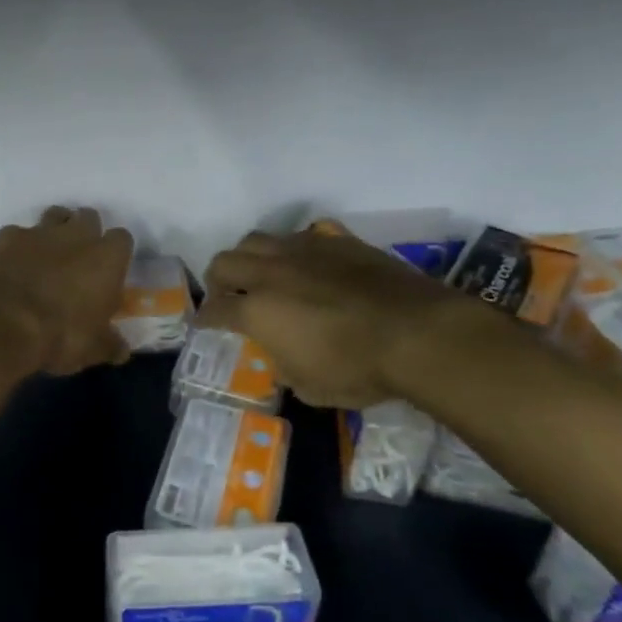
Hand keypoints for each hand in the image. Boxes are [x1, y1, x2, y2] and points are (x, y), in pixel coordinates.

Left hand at [0, 207, 133, 375]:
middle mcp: (77, 235)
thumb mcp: (92, 349)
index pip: (122, 238)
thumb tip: (122, 350)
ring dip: (55, 230)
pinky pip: (17, 233)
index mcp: (107, 258)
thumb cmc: (60, 336)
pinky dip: (17, 246)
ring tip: (47, 255)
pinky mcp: (7, 236)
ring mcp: (40, 232)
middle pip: (88, 217)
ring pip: (55, 216)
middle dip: (85, 233)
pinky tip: (12, 265)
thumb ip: (109, 343)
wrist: (3, 327)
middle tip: (78, 259)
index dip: (115, 253)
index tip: (109, 270)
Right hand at [199, 226, 471, 409]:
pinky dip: (296, 248)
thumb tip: (281, 356)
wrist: (417, 333)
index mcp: (257, 310)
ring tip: (262, 272)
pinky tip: (308, 262)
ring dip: (250, 257)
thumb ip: (285, 368)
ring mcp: (304, 250)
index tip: (204, 323)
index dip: (205, 318)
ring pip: (258, 238)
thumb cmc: (359, 369)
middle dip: (218, 279)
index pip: (215, 309)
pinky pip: (304, 234)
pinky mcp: (337, 240)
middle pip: (225, 262)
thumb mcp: (311, 388)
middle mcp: (271, 273)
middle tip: (227, 294)